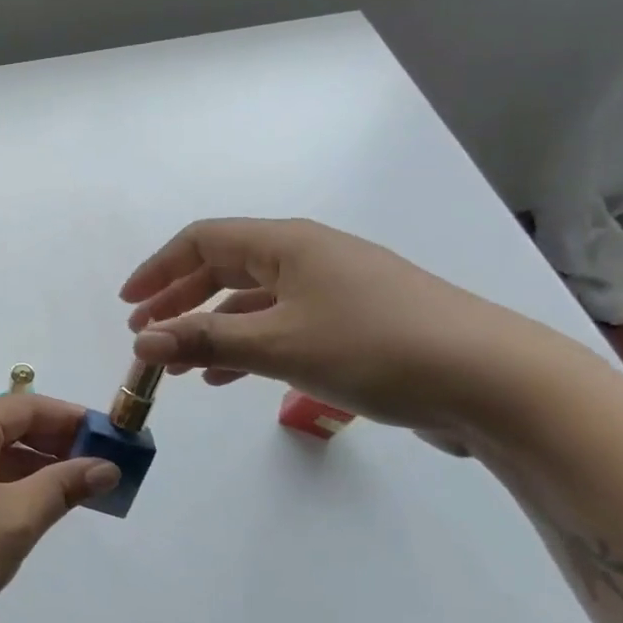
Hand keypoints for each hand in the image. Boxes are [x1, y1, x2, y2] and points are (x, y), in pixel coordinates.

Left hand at [0, 394, 120, 622]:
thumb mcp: (15, 518)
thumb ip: (62, 487)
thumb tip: (106, 466)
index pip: (28, 407)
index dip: (73, 419)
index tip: (113, 437)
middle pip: (13, 429)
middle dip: (60, 445)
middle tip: (106, 467)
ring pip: (0, 459)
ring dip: (41, 471)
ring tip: (85, 492)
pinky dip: (18, 491)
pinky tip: (44, 511)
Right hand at [120, 217, 564, 435]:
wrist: (494, 382)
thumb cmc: (375, 347)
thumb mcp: (278, 345)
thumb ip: (203, 341)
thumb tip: (139, 342)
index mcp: (287, 244)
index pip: (202, 241)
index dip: (158, 269)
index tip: (128, 305)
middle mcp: (308, 256)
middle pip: (225, 267)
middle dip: (179, 300)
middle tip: (145, 334)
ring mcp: (335, 289)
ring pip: (252, 299)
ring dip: (210, 325)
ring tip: (179, 360)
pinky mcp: (356, 322)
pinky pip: (282, 323)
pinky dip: (248, 343)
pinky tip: (230, 375)